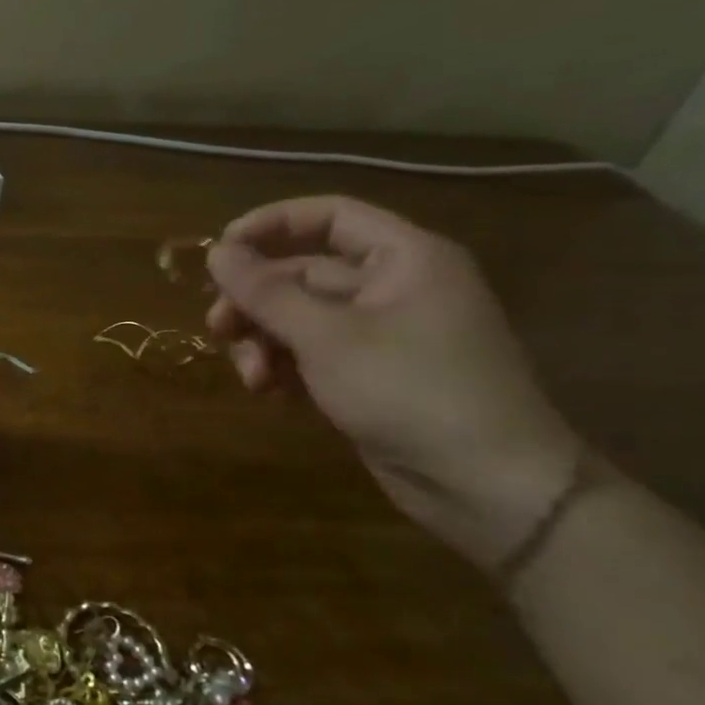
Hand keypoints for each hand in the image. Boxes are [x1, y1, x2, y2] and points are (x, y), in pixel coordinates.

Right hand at [205, 196, 583, 568]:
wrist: (488, 488)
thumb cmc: (412, 392)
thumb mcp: (327, 338)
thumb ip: (266, 292)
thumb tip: (216, 252)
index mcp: (403, 259)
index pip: (328, 216)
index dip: (269, 226)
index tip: (218, 254)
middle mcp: (392, 287)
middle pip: (301, 273)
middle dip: (255, 303)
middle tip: (218, 330)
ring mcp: (380, 335)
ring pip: (298, 318)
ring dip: (263, 341)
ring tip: (252, 378)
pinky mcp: (368, 376)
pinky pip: (310, 354)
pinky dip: (283, 367)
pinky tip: (270, 393)